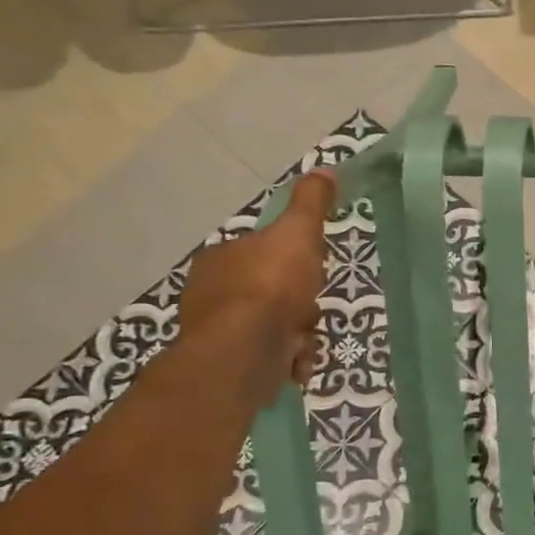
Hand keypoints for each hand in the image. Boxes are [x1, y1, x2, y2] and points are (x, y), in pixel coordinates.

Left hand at [178, 172, 334, 395]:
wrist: (245, 351)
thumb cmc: (271, 286)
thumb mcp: (298, 234)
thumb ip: (310, 204)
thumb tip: (323, 170)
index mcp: (220, 259)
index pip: (262, 253)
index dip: (293, 263)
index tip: (312, 273)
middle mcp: (210, 293)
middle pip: (271, 293)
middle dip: (299, 305)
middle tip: (312, 310)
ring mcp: (216, 332)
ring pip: (272, 327)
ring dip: (297, 335)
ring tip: (305, 341)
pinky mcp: (227, 364)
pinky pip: (268, 357)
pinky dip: (287, 359)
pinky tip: (297, 362)